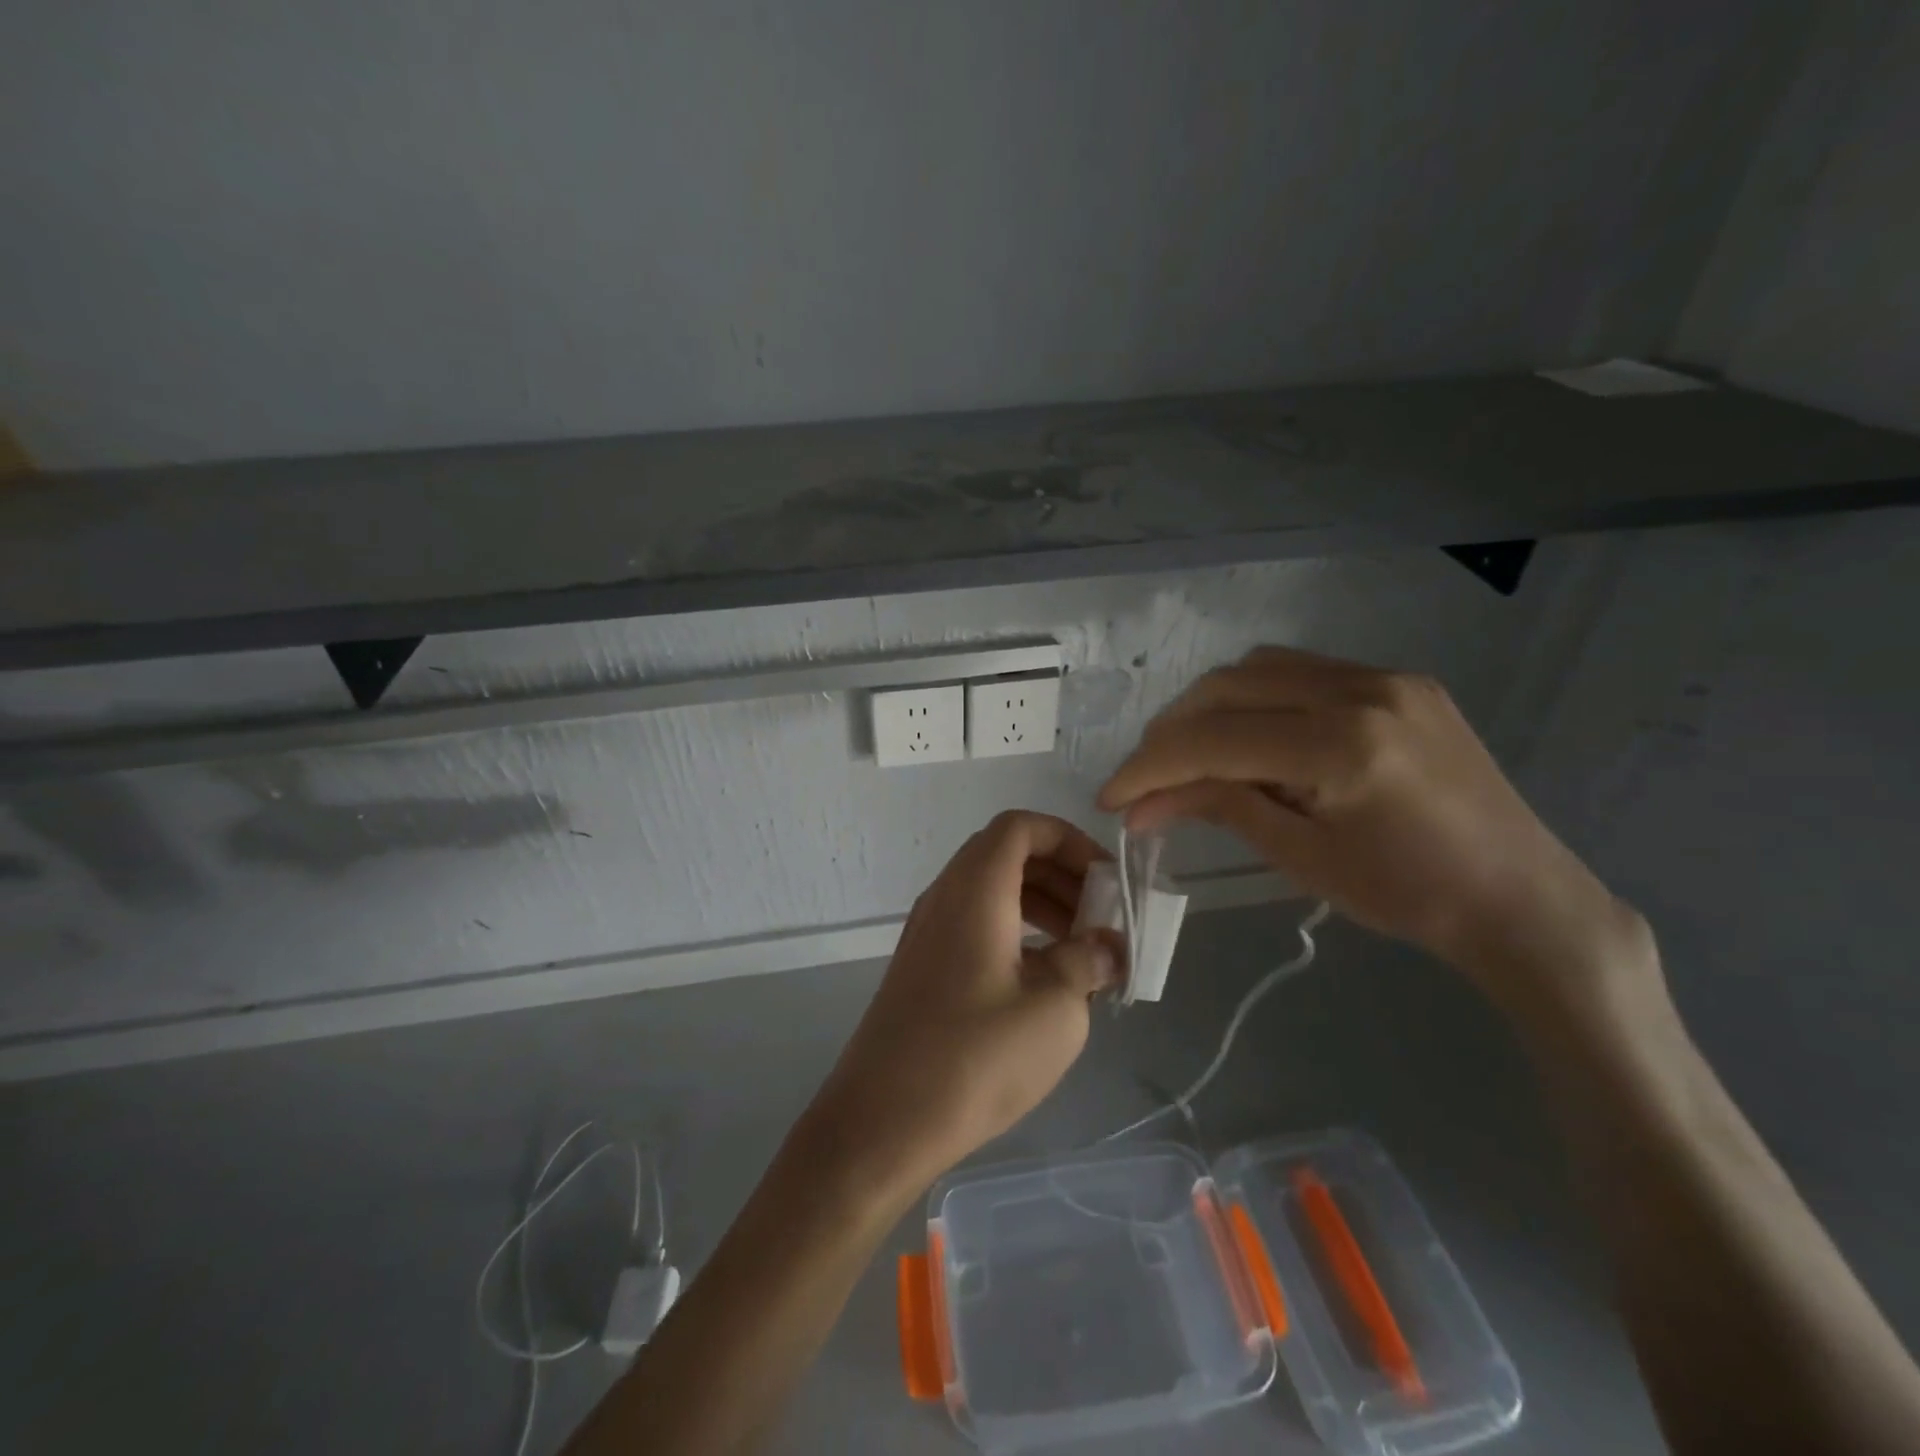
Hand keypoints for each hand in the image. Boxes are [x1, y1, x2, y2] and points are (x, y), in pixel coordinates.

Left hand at [804, 812, 1118, 1201]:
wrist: (883, 1121)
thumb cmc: (976, 1058)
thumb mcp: (1054, 1009)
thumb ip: (1087, 962)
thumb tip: (1107, 946)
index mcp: (975, 889)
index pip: (1021, 827)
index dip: (1070, 840)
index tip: (1106, 881)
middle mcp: (945, 897)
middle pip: (1007, 855)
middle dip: (1062, 875)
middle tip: (1102, 917)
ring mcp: (927, 931)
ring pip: (991, 891)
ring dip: (1040, 905)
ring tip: (1082, 949)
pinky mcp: (922, 966)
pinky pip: (975, 923)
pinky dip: (1014, 931)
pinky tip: (1043, 980)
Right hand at [1098, 647, 1648, 1011]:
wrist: (1522, 898)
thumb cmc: (1410, 896)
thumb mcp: (1301, 856)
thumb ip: (1220, 807)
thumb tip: (1141, 803)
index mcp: (1341, 745)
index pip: (1212, 739)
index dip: (1149, 766)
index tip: (1109, 796)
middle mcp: (1361, 689)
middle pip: (1225, 688)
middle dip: (1170, 732)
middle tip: (1145, 779)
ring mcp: (1385, 676)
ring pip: (1258, 668)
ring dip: (1209, 707)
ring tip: (1190, 755)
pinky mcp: (1399, 680)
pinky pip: (1301, 671)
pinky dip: (1255, 698)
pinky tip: (1249, 736)